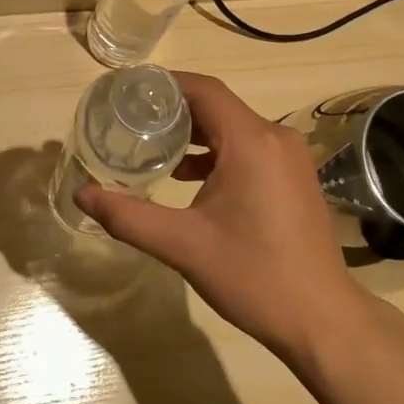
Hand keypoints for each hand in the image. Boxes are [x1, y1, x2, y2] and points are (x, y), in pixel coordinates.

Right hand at [75, 72, 371, 362]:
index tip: (127, 91)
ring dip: (195, 133)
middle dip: (173, 109)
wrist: (322, 319)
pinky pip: (249, 147)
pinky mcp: (294, 176)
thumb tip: (81, 194)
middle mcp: (275, 137)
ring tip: (152, 145)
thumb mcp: (183, 245)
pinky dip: (217, 152)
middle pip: (217, 105)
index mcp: (252, 141)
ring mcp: (289, 156)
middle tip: (130, 119)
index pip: (204, 89)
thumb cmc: (253, 277)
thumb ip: (129, 216)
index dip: (164, 84)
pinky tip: (188, 177)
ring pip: (233, 127)